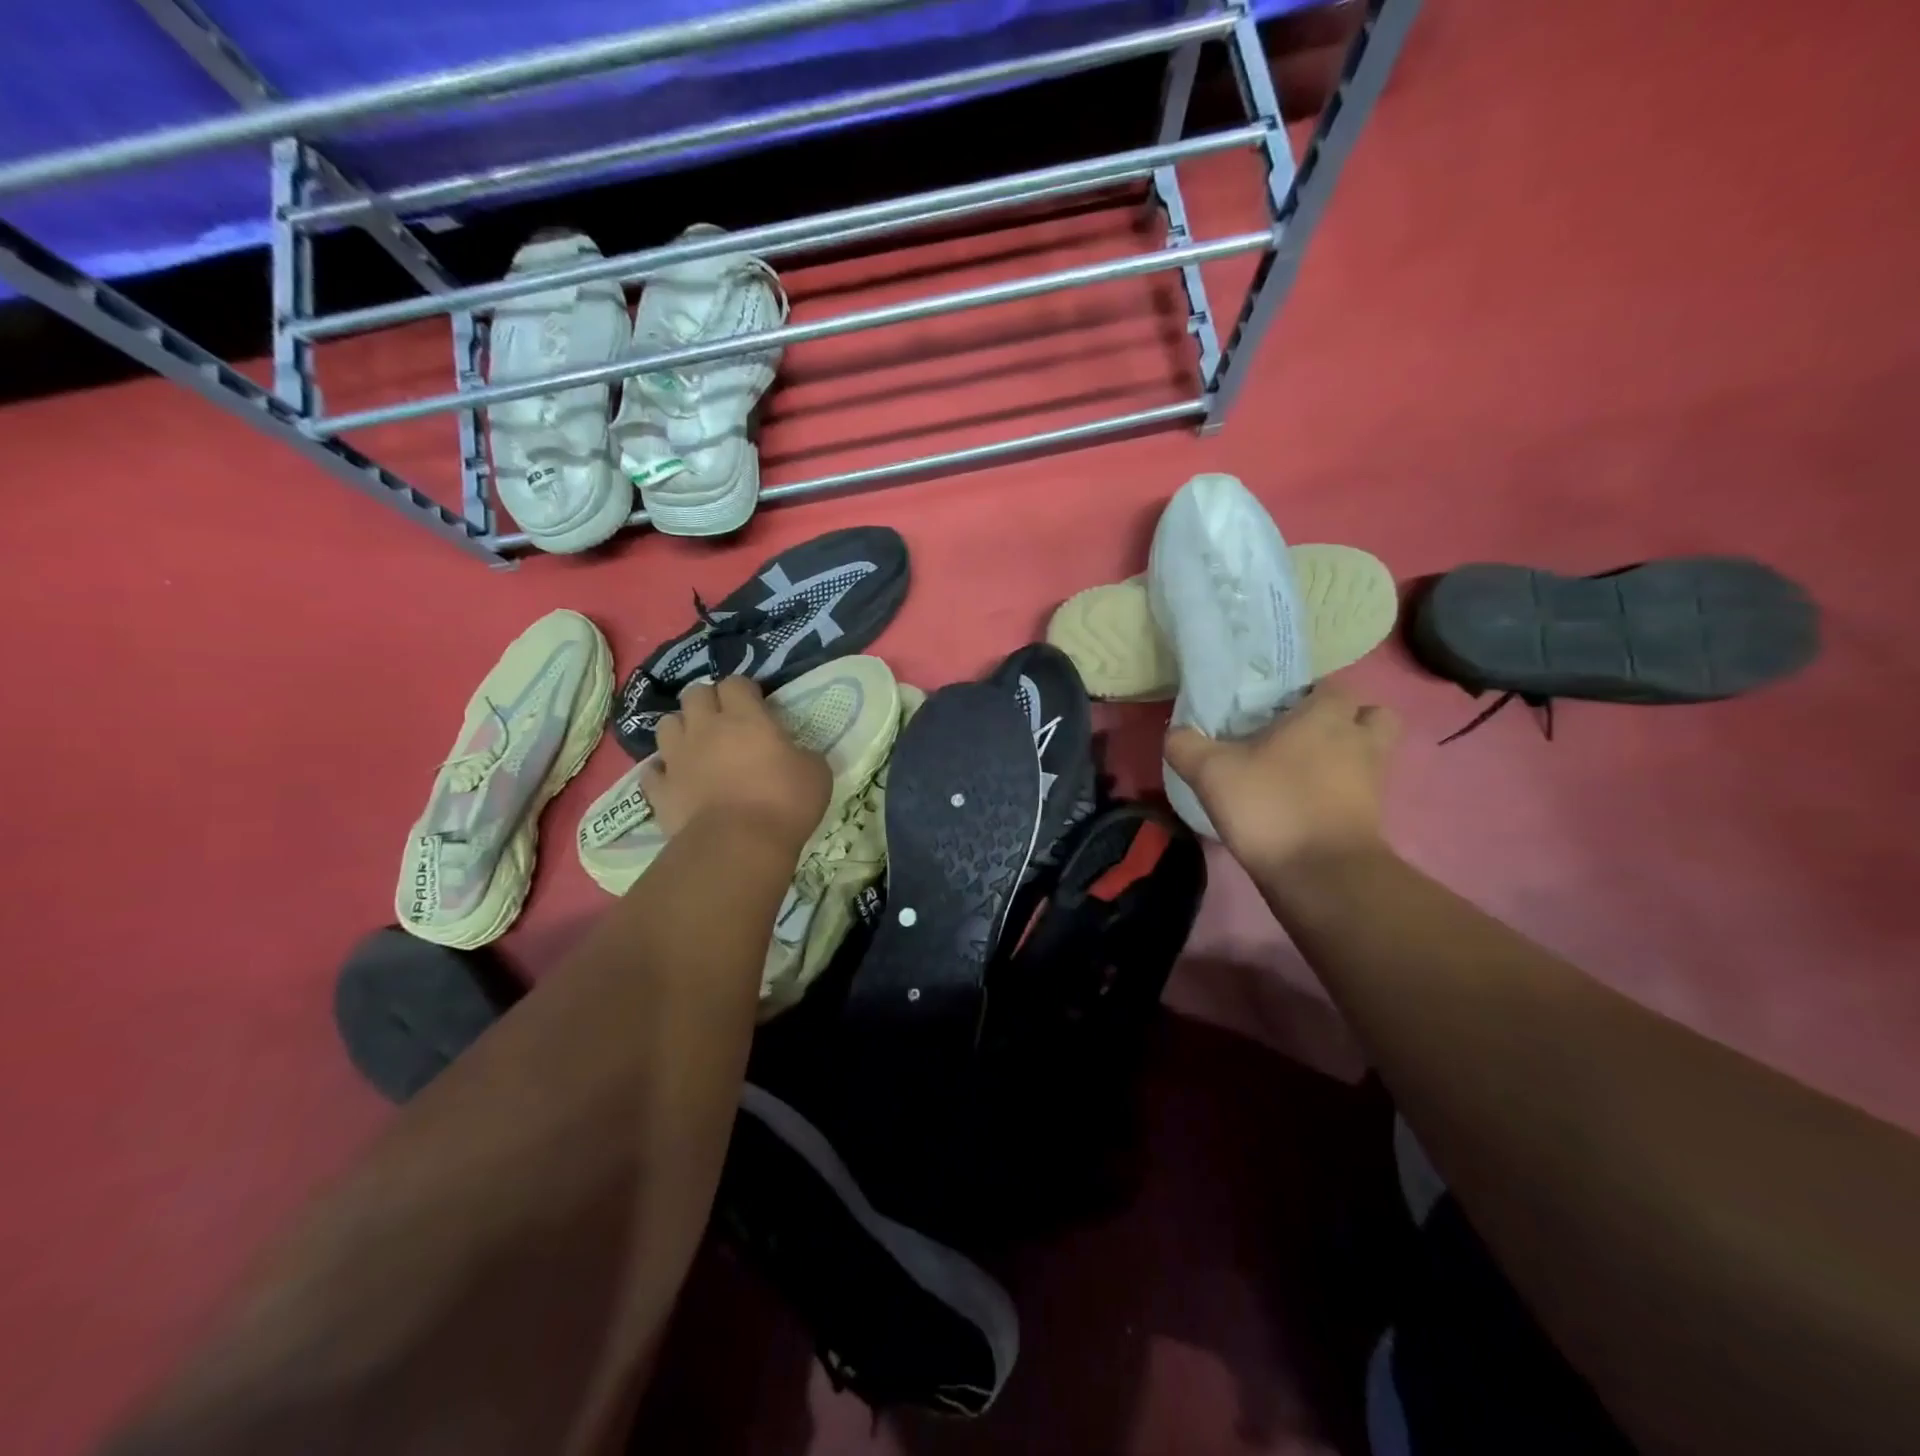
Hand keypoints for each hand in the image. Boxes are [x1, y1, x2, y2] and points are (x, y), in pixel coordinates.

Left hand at [643, 678, 831, 850]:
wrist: (738, 845)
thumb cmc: (784, 803)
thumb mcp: (816, 773)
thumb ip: (803, 754)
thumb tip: (797, 754)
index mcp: (746, 718)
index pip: (736, 683)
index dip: (745, 690)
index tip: (757, 704)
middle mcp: (706, 728)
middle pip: (695, 694)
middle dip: (708, 701)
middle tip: (724, 721)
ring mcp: (678, 758)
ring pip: (667, 725)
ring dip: (681, 730)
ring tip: (696, 746)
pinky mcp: (660, 790)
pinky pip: (653, 771)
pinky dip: (663, 772)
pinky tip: (675, 780)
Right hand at [1165, 687, 1399, 876]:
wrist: (1321, 876)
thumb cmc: (1270, 806)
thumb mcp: (1211, 772)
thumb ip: (1186, 745)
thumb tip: (1176, 732)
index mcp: (1325, 717)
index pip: (1331, 686)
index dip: (1307, 693)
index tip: (1276, 708)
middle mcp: (1359, 741)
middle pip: (1370, 716)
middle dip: (1346, 720)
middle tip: (1304, 735)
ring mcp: (1372, 781)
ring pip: (1371, 754)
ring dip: (1346, 757)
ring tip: (1304, 771)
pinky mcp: (1372, 818)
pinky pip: (1361, 791)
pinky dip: (1341, 793)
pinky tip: (1304, 804)